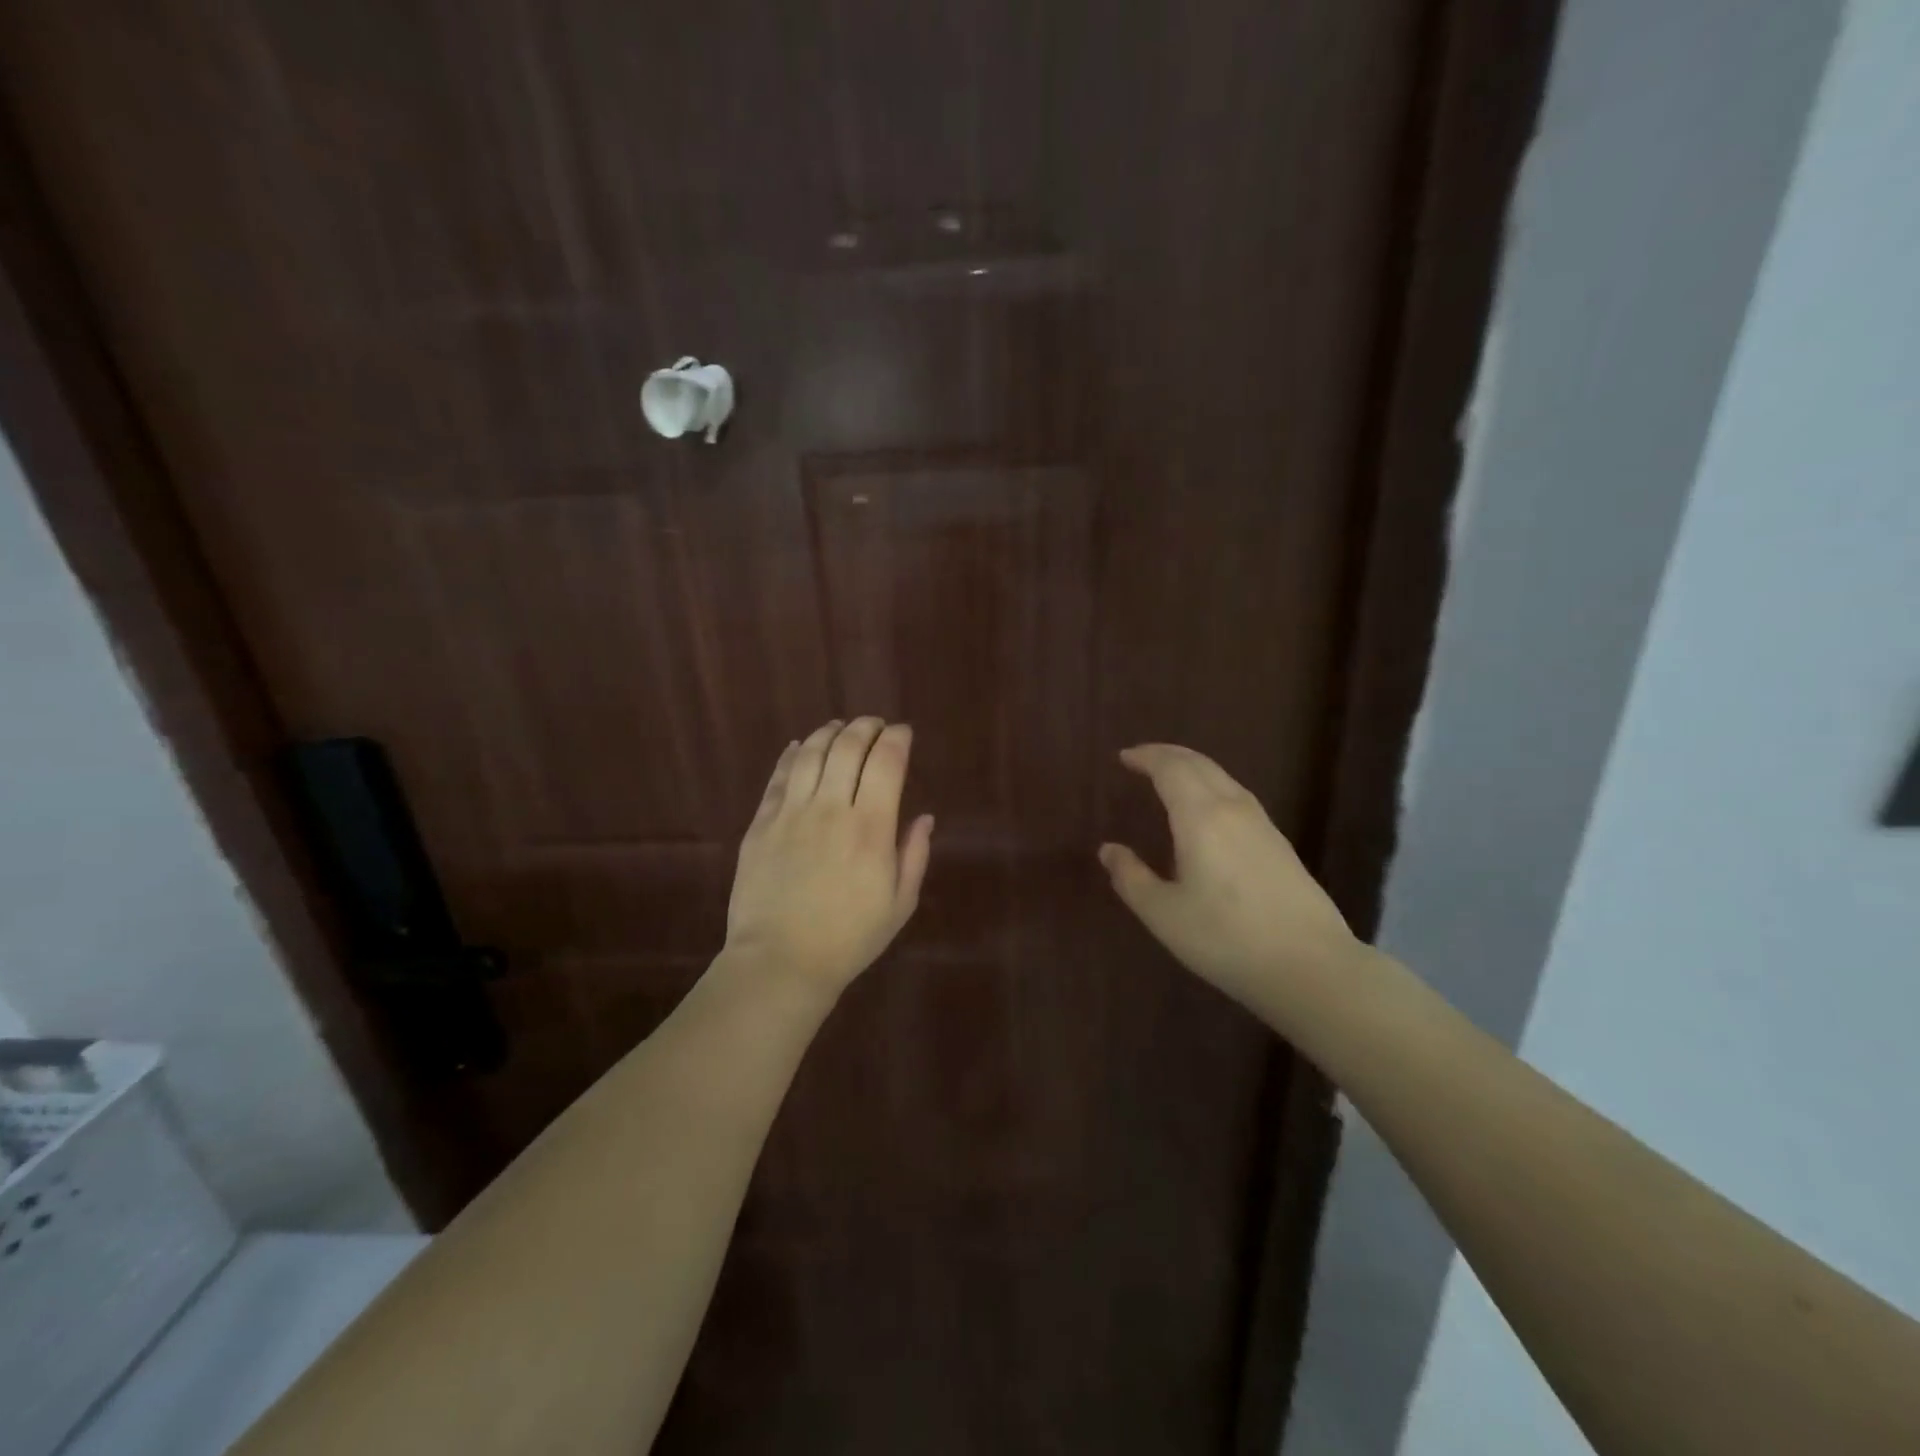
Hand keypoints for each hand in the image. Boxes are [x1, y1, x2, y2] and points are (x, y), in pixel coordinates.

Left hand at [724, 718, 934, 993]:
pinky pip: (779, 777)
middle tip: (874, 725)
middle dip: (866, 727)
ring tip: (840, 728)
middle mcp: (831, 809)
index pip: (886, 762)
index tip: (903, 733)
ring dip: (829, 732)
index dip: (897, 738)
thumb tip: (924, 817)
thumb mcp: (899, 905)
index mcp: (871, 828)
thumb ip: (915, 856)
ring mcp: (791, 813)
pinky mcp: (761, 824)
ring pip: (811, 753)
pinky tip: (800, 747)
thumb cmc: (849, 939)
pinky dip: (793, 755)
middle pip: (848, 746)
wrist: (780, 962)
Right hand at [1098, 744, 1362, 1006]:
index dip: (1146, 757)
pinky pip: (1238, 796)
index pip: (1171, 768)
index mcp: (1200, 817)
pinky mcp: (1280, 845)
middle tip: (1142, 758)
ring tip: (1171, 778)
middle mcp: (1233, 809)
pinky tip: (1208, 811)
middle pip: (1200, 764)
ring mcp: (1262, 825)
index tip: (1123, 757)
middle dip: (1168, 755)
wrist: (1310, 967)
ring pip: (1223, 778)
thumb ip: (1131, 878)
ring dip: (1193, 768)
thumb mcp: (1164, 914)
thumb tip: (1109, 850)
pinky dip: (1213, 787)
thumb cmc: (1225, 938)